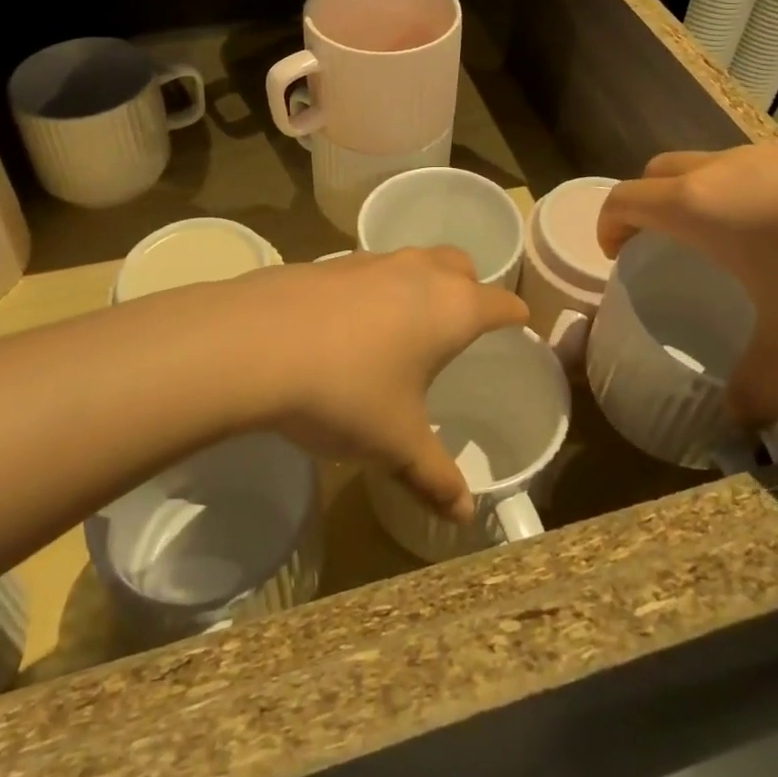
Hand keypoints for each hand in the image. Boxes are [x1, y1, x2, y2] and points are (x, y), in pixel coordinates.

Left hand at [206, 249, 527, 522]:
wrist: (256, 344)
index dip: (516, 317)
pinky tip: (352, 326)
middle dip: (470, 288)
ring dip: (421, 284)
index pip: (502, 304)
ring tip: (407, 325)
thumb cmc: (347, 392)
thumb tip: (463, 515)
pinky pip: (371, 269)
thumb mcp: (395, 443)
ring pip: (415, 261)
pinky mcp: (330, 262)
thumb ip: (433, 476)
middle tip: (461, 324)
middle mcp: (420, 272)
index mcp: (453, 308)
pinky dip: (377, 289)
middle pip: (461, 265)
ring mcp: (372, 261)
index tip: (520, 328)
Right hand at [598, 143, 777, 427]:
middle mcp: (726, 170)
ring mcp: (775, 154)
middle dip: (648, 204)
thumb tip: (741, 431)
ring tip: (733, 248)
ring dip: (702, 198)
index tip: (616, 256)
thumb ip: (760, 384)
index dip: (608, 225)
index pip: (625, 198)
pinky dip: (752, 196)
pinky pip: (762, 170)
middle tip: (663, 248)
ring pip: (713, 166)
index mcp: (698, 206)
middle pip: (661, 171)